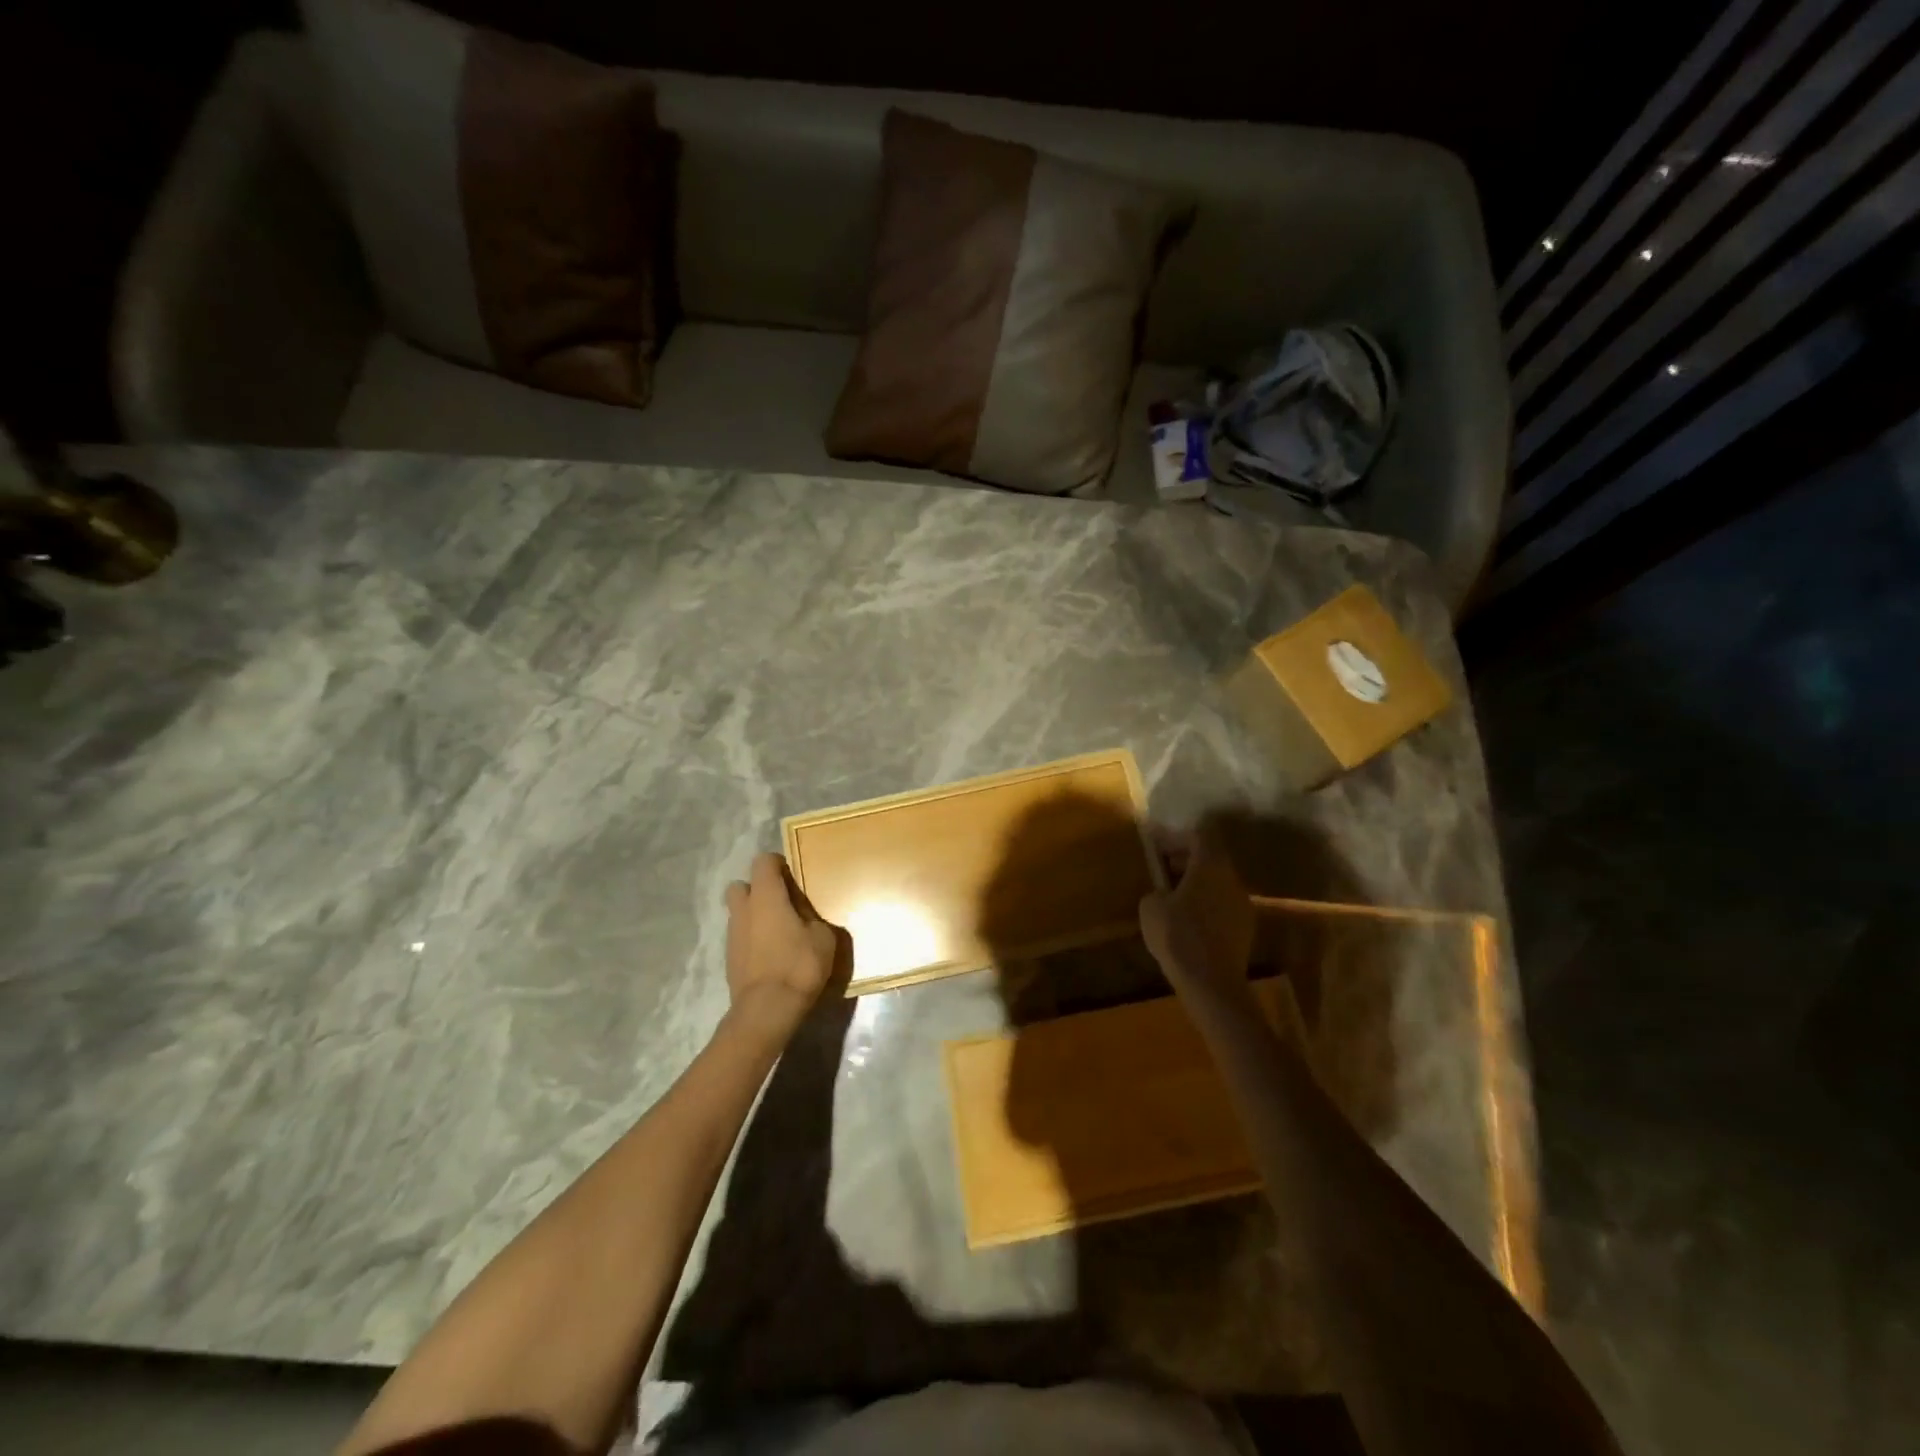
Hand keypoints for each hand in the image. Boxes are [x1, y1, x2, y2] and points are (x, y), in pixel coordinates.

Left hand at [723, 852, 844, 1038]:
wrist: (767, 1010)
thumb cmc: (799, 965)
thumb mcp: (823, 937)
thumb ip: (812, 917)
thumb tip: (804, 915)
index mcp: (766, 896)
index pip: (763, 862)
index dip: (777, 863)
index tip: (792, 875)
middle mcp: (744, 909)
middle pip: (741, 885)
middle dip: (757, 888)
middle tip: (781, 902)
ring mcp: (732, 935)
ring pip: (739, 912)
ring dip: (754, 915)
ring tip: (778, 932)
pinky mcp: (729, 958)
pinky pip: (740, 936)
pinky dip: (752, 938)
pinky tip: (770, 954)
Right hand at [1139, 824, 1255, 1007]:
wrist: (1211, 983)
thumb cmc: (1178, 936)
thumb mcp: (1150, 907)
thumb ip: (1157, 890)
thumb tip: (1164, 893)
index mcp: (1210, 866)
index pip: (1200, 834)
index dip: (1178, 836)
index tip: (1159, 847)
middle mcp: (1232, 879)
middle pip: (1211, 857)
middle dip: (1186, 860)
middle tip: (1163, 871)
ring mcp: (1243, 904)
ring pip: (1218, 882)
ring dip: (1196, 884)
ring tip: (1173, 900)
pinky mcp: (1245, 927)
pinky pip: (1222, 904)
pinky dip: (1206, 904)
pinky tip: (1188, 923)